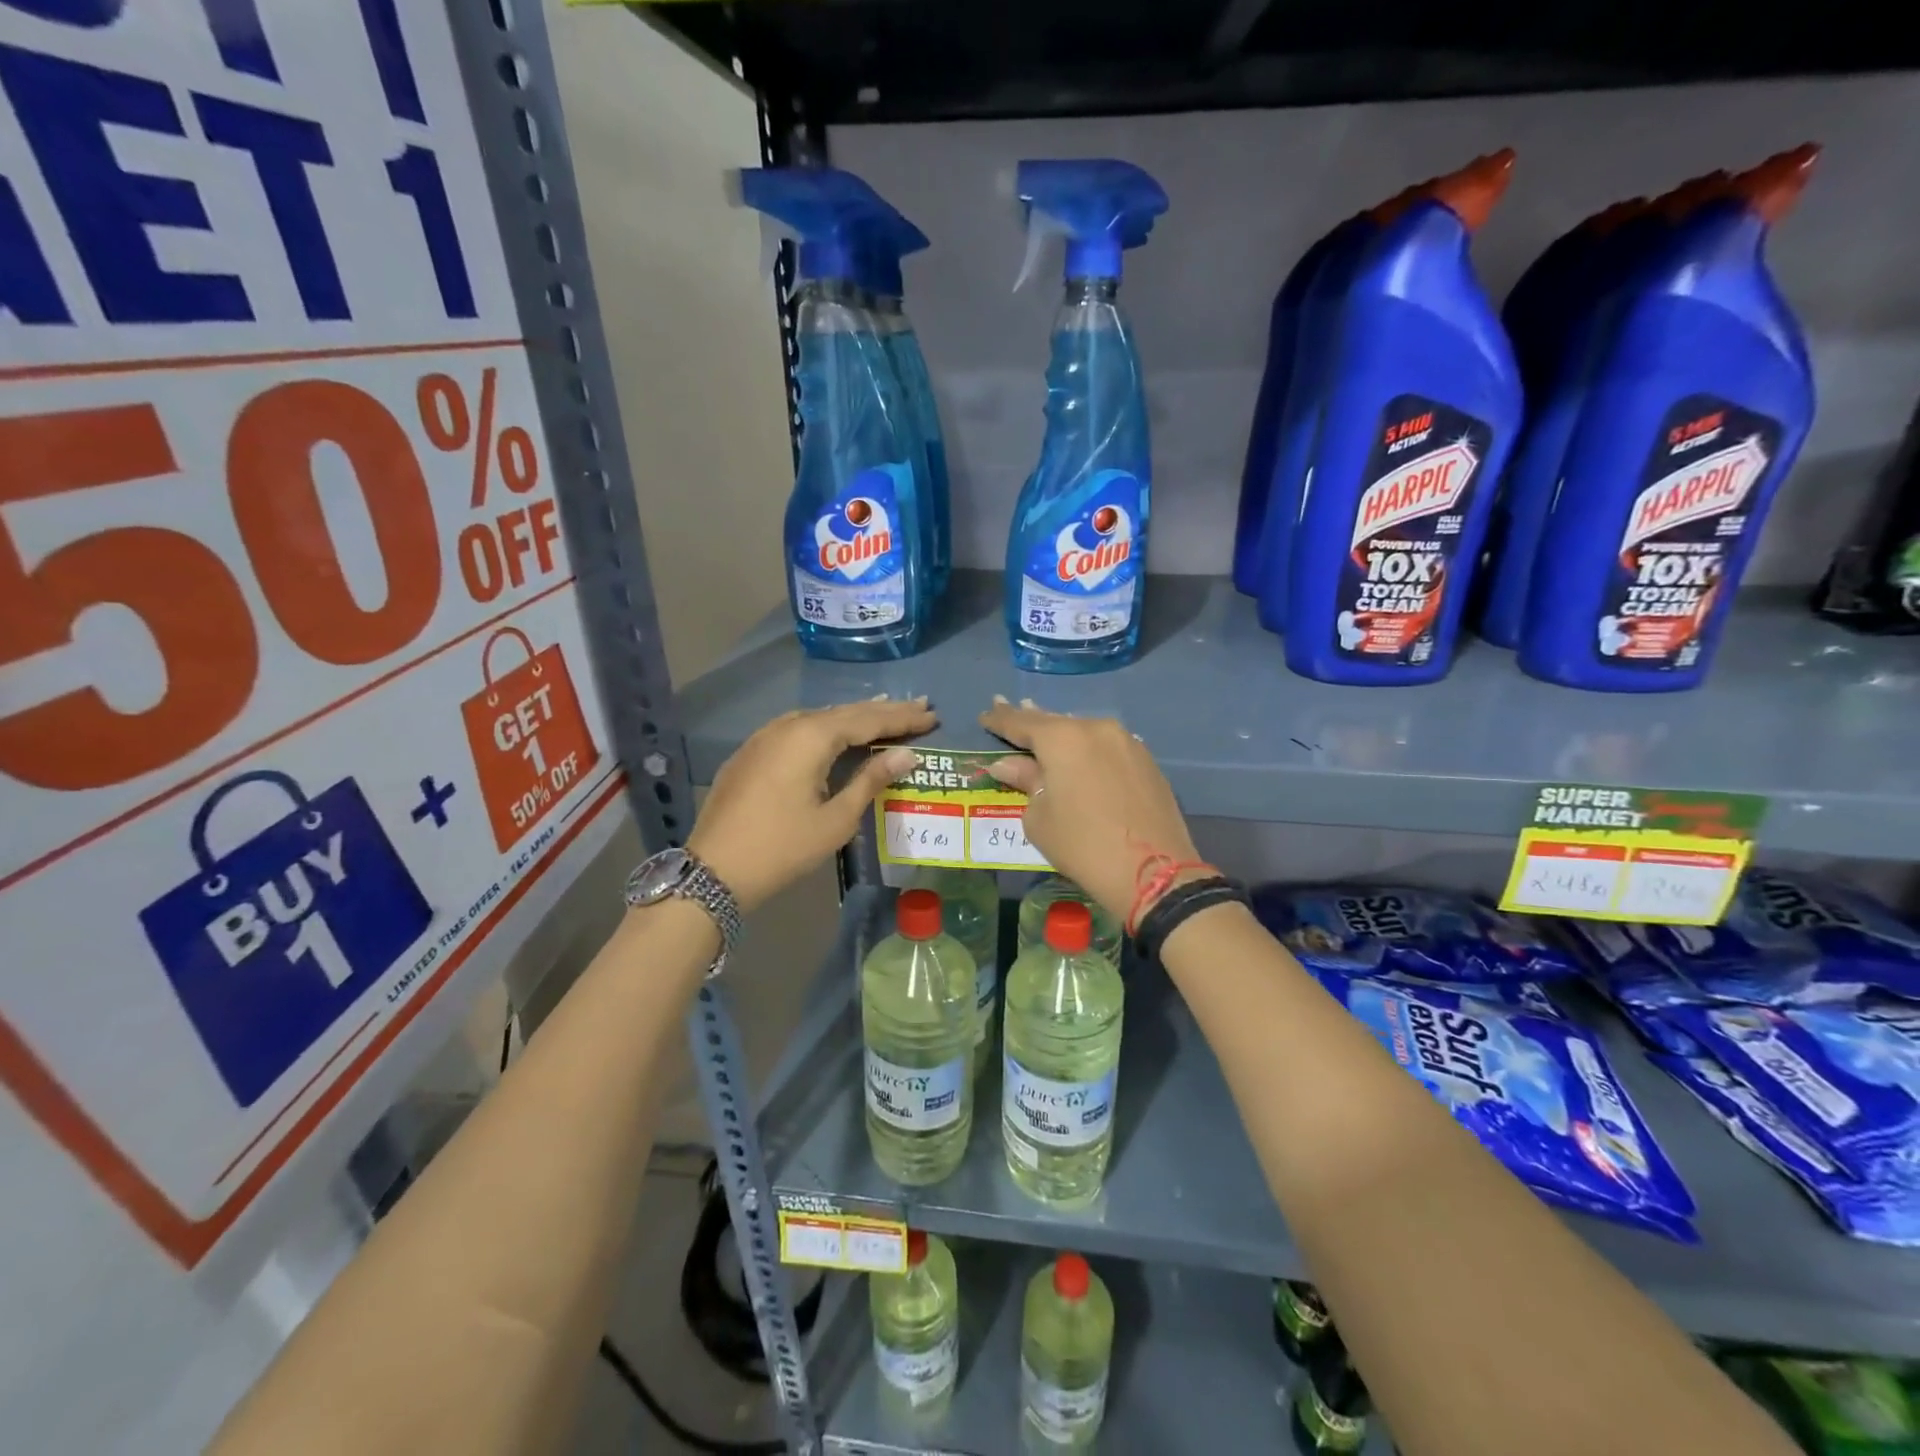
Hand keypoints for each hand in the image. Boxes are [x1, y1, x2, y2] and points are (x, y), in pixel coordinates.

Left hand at [690, 697, 935, 910]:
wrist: (713, 870)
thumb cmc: (783, 847)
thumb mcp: (836, 819)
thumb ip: (871, 780)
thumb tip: (906, 754)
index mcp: (812, 737)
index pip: (867, 720)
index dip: (902, 718)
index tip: (932, 714)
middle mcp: (788, 726)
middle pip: (844, 712)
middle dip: (883, 711)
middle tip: (918, 706)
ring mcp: (765, 736)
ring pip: (819, 717)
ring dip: (853, 715)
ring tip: (884, 711)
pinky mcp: (751, 752)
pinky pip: (798, 729)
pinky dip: (825, 727)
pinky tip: (835, 731)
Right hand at [979, 697, 1201, 927]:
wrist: (1153, 872)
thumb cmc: (1082, 845)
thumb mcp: (1039, 818)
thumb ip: (1024, 782)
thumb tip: (1008, 764)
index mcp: (1063, 738)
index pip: (1022, 723)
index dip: (1000, 720)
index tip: (985, 715)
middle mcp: (1096, 728)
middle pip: (1055, 722)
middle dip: (1030, 718)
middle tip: (1007, 708)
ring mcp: (1126, 742)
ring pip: (1084, 732)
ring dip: (1062, 734)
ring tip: (1043, 731)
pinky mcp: (1147, 761)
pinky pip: (1106, 746)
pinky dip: (1088, 748)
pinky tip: (1079, 754)